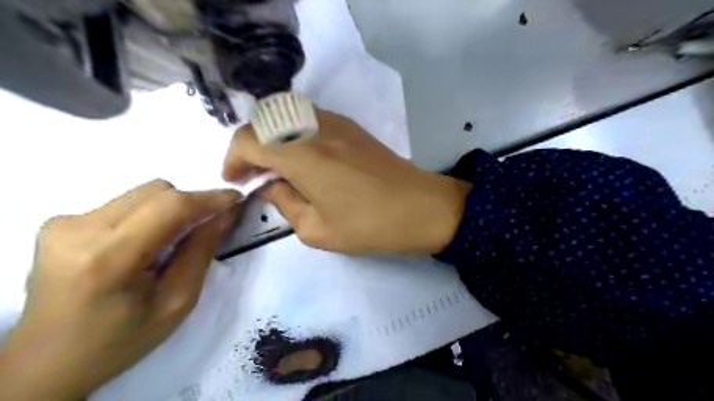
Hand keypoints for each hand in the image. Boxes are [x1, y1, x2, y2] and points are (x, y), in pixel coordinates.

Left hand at [0, 180, 239, 398]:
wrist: (49, 360)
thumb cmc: (122, 339)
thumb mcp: (177, 301)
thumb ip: (202, 251)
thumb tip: (225, 214)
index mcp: (108, 258)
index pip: (170, 206)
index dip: (209, 198)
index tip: (236, 199)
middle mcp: (79, 229)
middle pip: (157, 191)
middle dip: (191, 204)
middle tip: (207, 227)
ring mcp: (63, 223)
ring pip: (142, 193)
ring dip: (170, 210)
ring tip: (171, 241)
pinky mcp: (59, 222)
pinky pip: (124, 203)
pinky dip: (148, 216)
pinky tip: (144, 243)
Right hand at [223, 109, 469, 253]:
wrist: (420, 207)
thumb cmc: (369, 225)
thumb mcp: (317, 229)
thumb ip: (285, 204)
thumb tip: (271, 187)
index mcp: (302, 155)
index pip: (248, 140)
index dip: (233, 159)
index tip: (236, 181)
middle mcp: (314, 128)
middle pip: (264, 121)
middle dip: (249, 146)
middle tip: (254, 175)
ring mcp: (336, 122)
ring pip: (286, 115)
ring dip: (272, 137)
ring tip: (276, 167)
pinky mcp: (351, 126)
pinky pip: (309, 118)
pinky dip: (294, 133)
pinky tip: (303, 158)